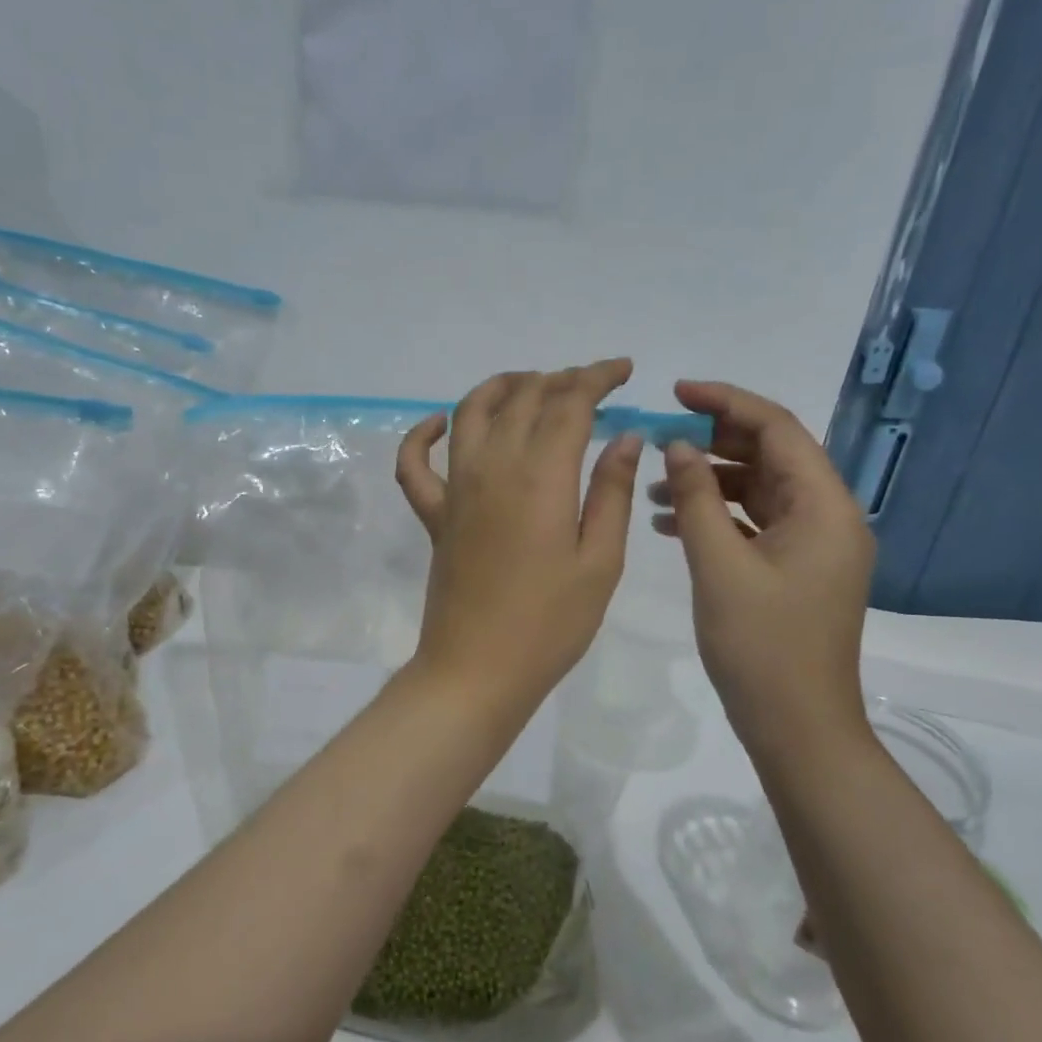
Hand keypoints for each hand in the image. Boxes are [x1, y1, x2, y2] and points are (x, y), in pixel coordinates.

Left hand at [396, 360, 642, 716]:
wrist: (477, 670)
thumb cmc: (550, 624)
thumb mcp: (600, 562)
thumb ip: (611, 492)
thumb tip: (626, 438)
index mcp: (541, 476)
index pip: (569, 403)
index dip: (596, 378)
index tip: (622, 371)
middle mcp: (493, 467)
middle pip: (522, 399)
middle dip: (558, 380)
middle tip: (589, 386)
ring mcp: (455, 489)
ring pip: (469, 413)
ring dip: (500, 388)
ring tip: (529, 386)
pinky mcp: (433, 515)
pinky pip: (414, 464)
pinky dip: (421, 435)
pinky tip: (439, 425)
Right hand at [650, 380, 875, 756]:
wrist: (797, 726)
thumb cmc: (762, 645)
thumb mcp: (720, 566)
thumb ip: (696, 498)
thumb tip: (678, 445)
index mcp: (825, 506)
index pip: (778, 429)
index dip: (727, 403)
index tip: (676, 393)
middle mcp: (829, 517)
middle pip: (771, 456)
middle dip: (715, 442)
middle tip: (660, 439)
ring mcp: (814, 546)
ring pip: (760, 491)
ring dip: (710, 482)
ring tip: (655, 487)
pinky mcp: (797, 570)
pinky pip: (756, 525)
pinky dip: (718, 516)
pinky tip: (672, 523)